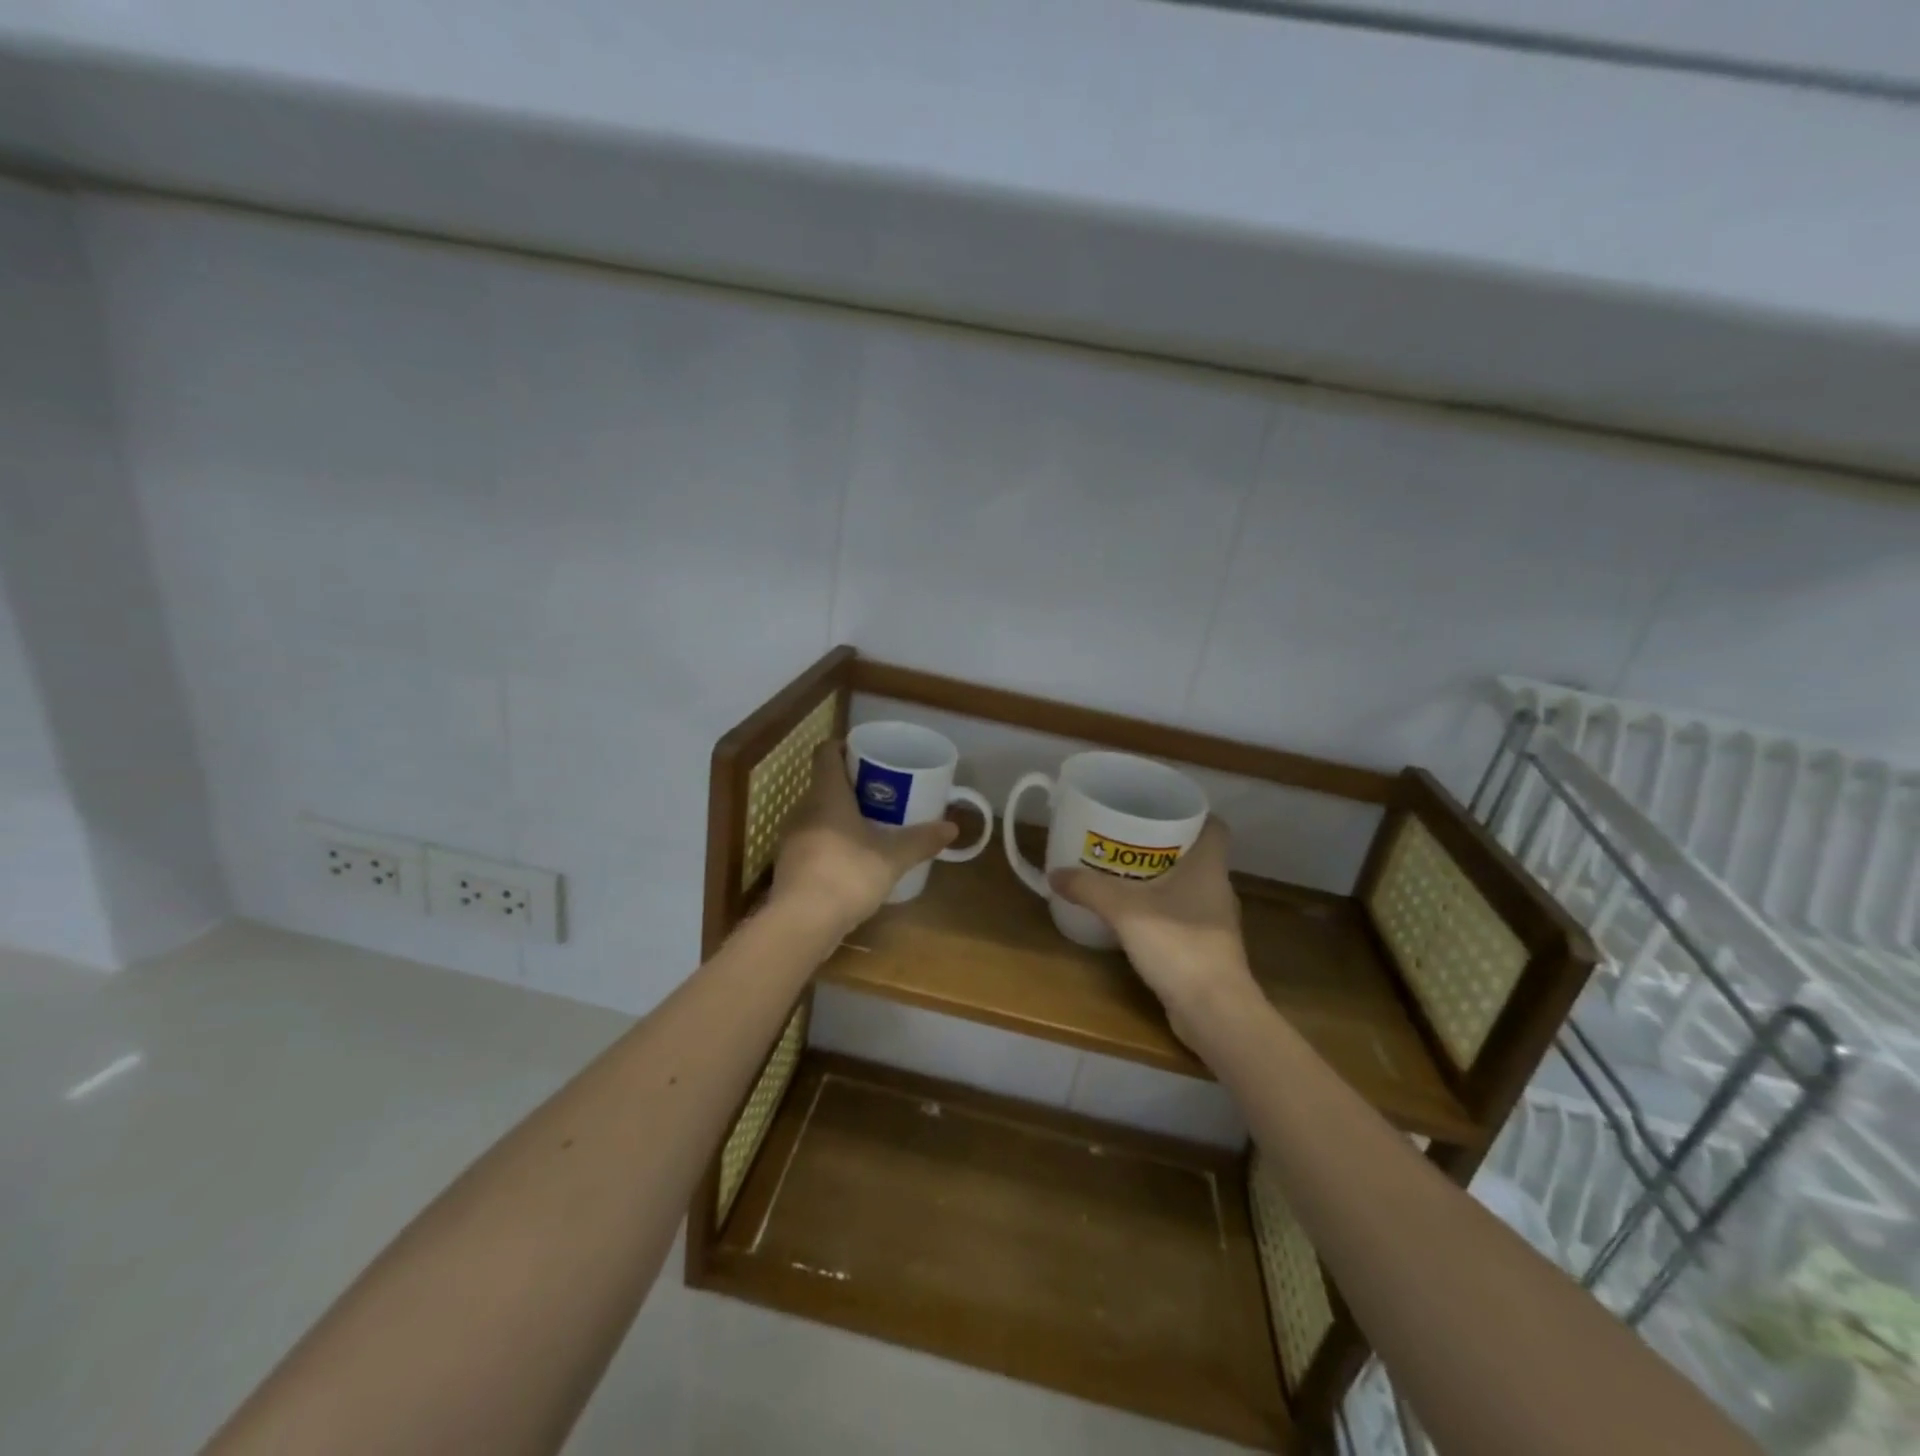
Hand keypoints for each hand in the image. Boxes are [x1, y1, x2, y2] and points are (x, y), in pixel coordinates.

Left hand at [770, 742, 958, 936]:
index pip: (826, 753)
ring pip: (818, 814)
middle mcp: (804, 809)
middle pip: (824, 784)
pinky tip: (853, 860)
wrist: (801, 923)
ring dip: (841, 816)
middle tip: (881, 793)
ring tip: (871, 826)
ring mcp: (792, 838)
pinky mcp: (790, 865)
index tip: (867, 755)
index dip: (844, 747)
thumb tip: (952, 828)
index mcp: (826, 795)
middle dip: (851, 786)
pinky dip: (831, 842)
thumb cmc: (847, 875)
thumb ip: (921, 840)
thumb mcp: (892, 858)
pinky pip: (813, 841)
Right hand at [1048, 818, 1258, 1041]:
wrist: (1213, 1011)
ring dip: (1161, 879)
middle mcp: (1217, 888)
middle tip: (1127, 838)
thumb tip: (1054, 874)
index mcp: (1209, 866)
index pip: (1214, 826)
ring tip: (1123, 874)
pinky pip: (1183, 915)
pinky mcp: (1207, 948)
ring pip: (1189, 886)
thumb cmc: (1177, 944)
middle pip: (1196, 854)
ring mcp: (1215, 921)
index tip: (1159, 811)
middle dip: (1163, 845)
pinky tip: (1134, 915)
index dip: (1191, 815)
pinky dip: (1162, 910)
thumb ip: (1088, 888)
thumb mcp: (1124, 910)